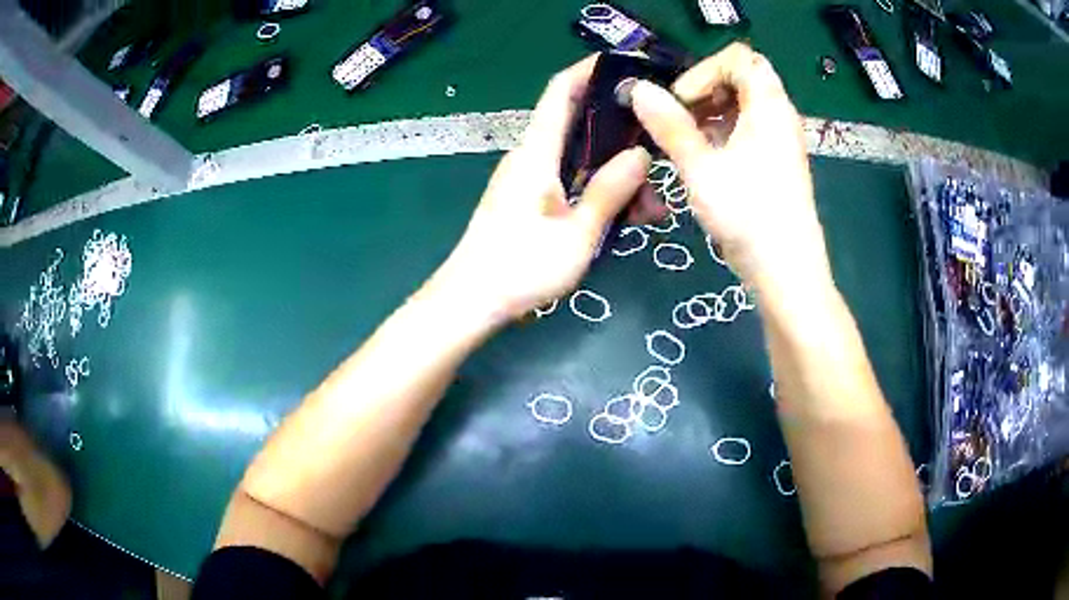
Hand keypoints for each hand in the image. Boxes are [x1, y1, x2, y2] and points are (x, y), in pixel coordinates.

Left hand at [430, 56, 651, 321]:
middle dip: (622, 137)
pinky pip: (571, 182)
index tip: (627, 66)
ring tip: (652, 209)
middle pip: (581, 127)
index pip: (561, 91)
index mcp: (537, 152)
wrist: (471, 300)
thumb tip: (640, 154)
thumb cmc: (521, 267)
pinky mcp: (530, 199)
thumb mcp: (578, 233)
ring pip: (581, 160)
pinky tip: (627, 218)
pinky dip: (599, 192)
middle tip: (661, 158)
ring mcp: (529, 179)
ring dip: (617, 175)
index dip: (590, 70)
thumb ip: (610, 190)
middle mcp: (531, 156)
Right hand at [630, 44, 831, 294]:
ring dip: (709, 114)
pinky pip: (746, 131)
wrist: (787, 272)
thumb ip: (669, 126)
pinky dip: (721, 134)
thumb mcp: (701, 169)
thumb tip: (638, 89)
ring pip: (742, 106)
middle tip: (678, 119)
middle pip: (741, 79)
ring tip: (684, 142)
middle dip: (704, 91)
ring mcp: (779, 141)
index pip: (739, 59)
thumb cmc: (749, 216)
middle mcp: (779, 117)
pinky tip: (702, 161)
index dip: (705, 71)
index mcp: (769, 107)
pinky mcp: (775, 163)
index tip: (681, 102)